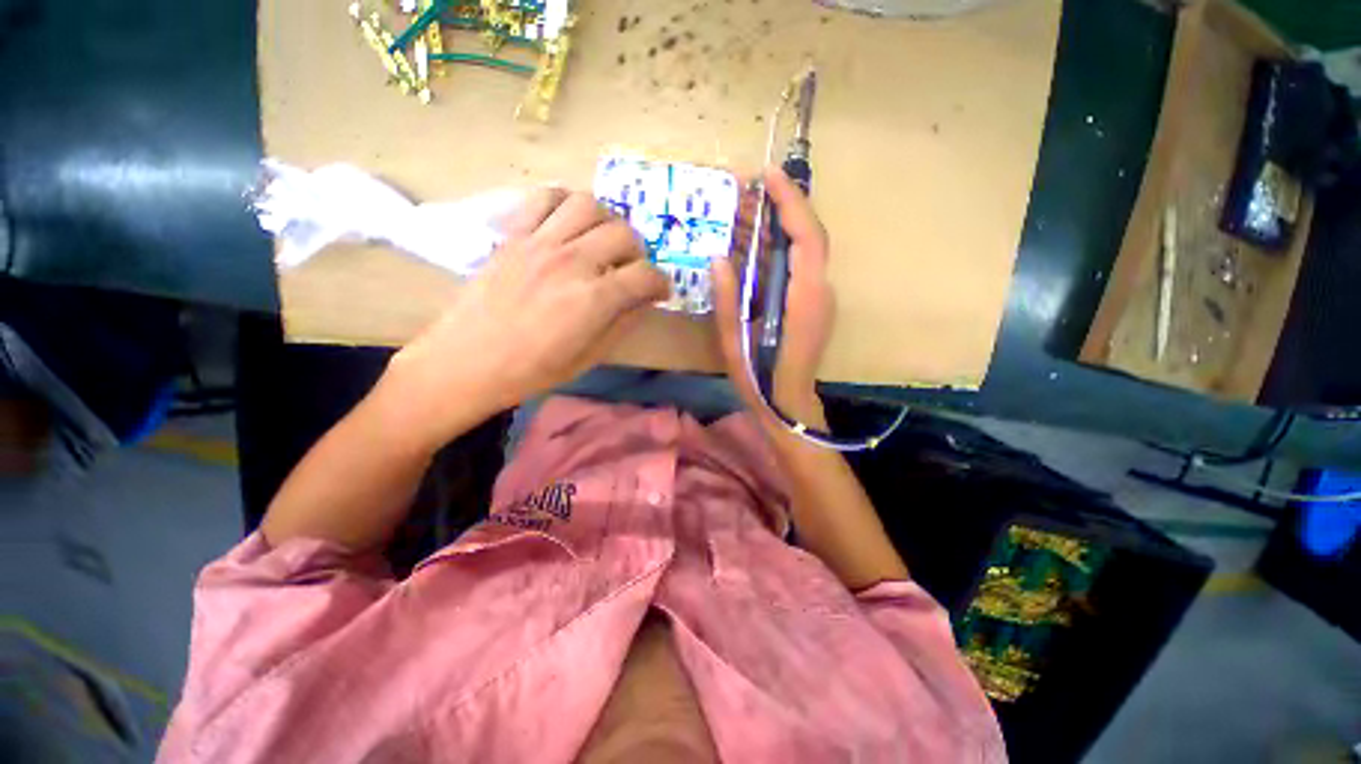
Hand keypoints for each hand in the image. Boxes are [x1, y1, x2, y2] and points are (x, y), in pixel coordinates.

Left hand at [390, 188, 669, 438]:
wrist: (467, 361)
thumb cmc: (532, 370)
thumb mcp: (589, 357)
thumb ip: (622, 323)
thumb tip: (644, 300)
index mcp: (594, 299)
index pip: (645, 276)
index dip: (661, 283)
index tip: (660, 292)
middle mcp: (572, 262)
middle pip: (624, 234)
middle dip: (638, 253)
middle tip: (631, 269)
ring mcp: (540, 243)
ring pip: (589, 205)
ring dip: (606, 221)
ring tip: (602, 242)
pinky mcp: (514, 235)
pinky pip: (544, 197)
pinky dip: (565, 203)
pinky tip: (568, 224)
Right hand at [713, 166, 834, 427]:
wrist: (789, 406)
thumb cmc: (761, 380)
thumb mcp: (734, 342)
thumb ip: (727, 300)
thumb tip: (718, 258)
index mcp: (804, 299)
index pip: (806, 237)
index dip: (790, 202)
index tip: (767, 175)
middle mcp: (820, 291)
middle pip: (807, 236)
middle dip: (779, 206)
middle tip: (744, 190)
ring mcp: (818, 297)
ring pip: (802, 248)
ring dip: (775, 226)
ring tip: (742, 210)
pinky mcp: (811, 303)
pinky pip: (796, 265)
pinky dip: (775, 248)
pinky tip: (750, 244)